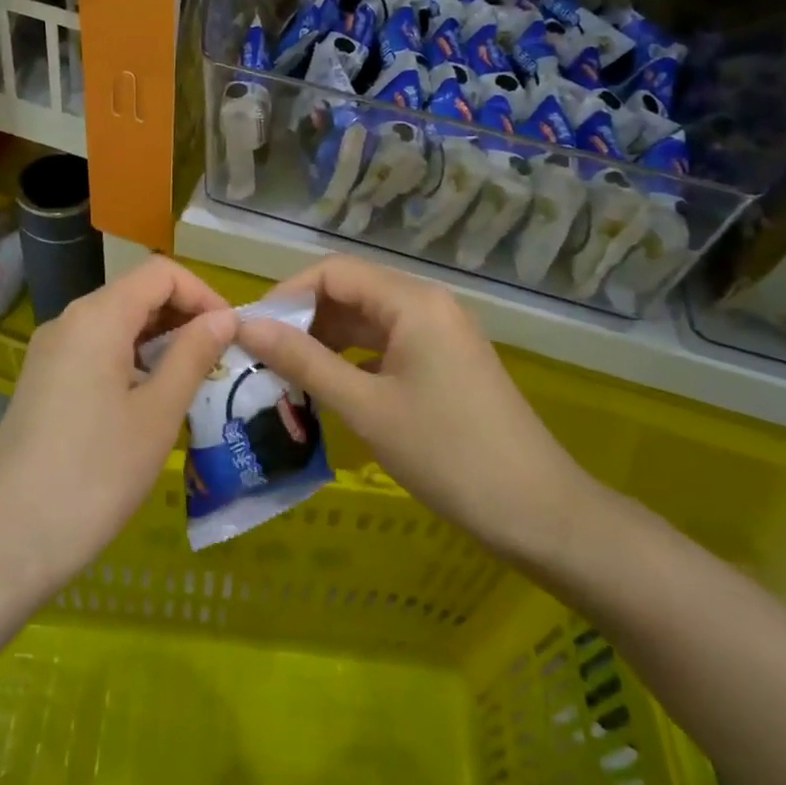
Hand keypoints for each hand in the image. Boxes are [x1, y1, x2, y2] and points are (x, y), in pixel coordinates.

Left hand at [0, 256, 234, 591]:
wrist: (7, 543)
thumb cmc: (95, 475)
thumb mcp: (158, 413)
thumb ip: (193, 354)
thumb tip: (224, 317)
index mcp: (97, 317)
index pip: (160, 272)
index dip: (203, 293)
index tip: (231, 334)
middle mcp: (69, 321)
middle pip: (136, 294)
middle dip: (183, 316)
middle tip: (219, 361)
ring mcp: (51, 353)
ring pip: (117, 325)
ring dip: (160, 342)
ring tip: (193, 384)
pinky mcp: (43, 382)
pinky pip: (97, 352)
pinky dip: (132, 361)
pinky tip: (150, 402)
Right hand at [237, 256, 595, 566]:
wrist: (539, 512)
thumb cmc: (447, 454)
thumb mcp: (365, 407)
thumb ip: (303, 361)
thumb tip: (246, 327)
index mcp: (413, 301)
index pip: (334, 272)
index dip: (287, 294)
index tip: (251, 331)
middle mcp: (428, 304)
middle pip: (351, 292)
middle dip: (304, 319)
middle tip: (262, 358)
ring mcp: (441, 333)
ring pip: (368, 321)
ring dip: (326, 341)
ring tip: (286, 375)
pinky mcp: (446, 362)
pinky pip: (388, 345)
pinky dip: (354, 360)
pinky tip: (329, 388)